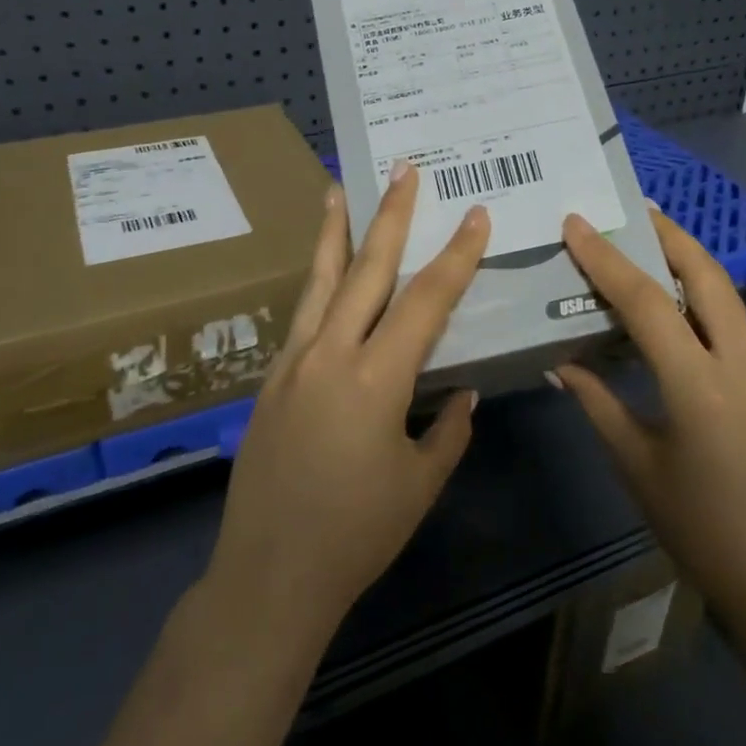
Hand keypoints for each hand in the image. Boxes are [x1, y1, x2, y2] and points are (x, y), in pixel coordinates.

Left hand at [205, 164, 490, 640]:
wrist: (268, 575)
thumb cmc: (356, 535)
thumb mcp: (419, 484)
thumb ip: (447, 430)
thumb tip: (461, 393)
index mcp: (375, 379)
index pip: (426, 301)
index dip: (456, 256)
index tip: (476, 215)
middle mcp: (329, 355)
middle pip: (366, 270)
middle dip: (391, 216)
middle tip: (403, 169)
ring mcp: (292, 363)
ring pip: (319, 281)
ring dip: (334, 231)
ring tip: (338, 188)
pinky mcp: (271, 379)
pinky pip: (301, 315)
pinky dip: (315, 280)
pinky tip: (322, 269)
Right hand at [553, 208, 745, 621]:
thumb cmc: (701, 530)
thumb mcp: (637, 466)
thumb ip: (598, 404)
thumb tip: (561, 364)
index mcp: (699, 385)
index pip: (646, 303)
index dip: (607, 260)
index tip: (577, 224)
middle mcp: (742, 364)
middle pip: (708, 276)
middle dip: (671, 235)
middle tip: (636, 208)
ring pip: (726, 299)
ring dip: (690, 265)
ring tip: (652, 246)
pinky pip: (732, 329)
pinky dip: (701, 304)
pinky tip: (676, 316)